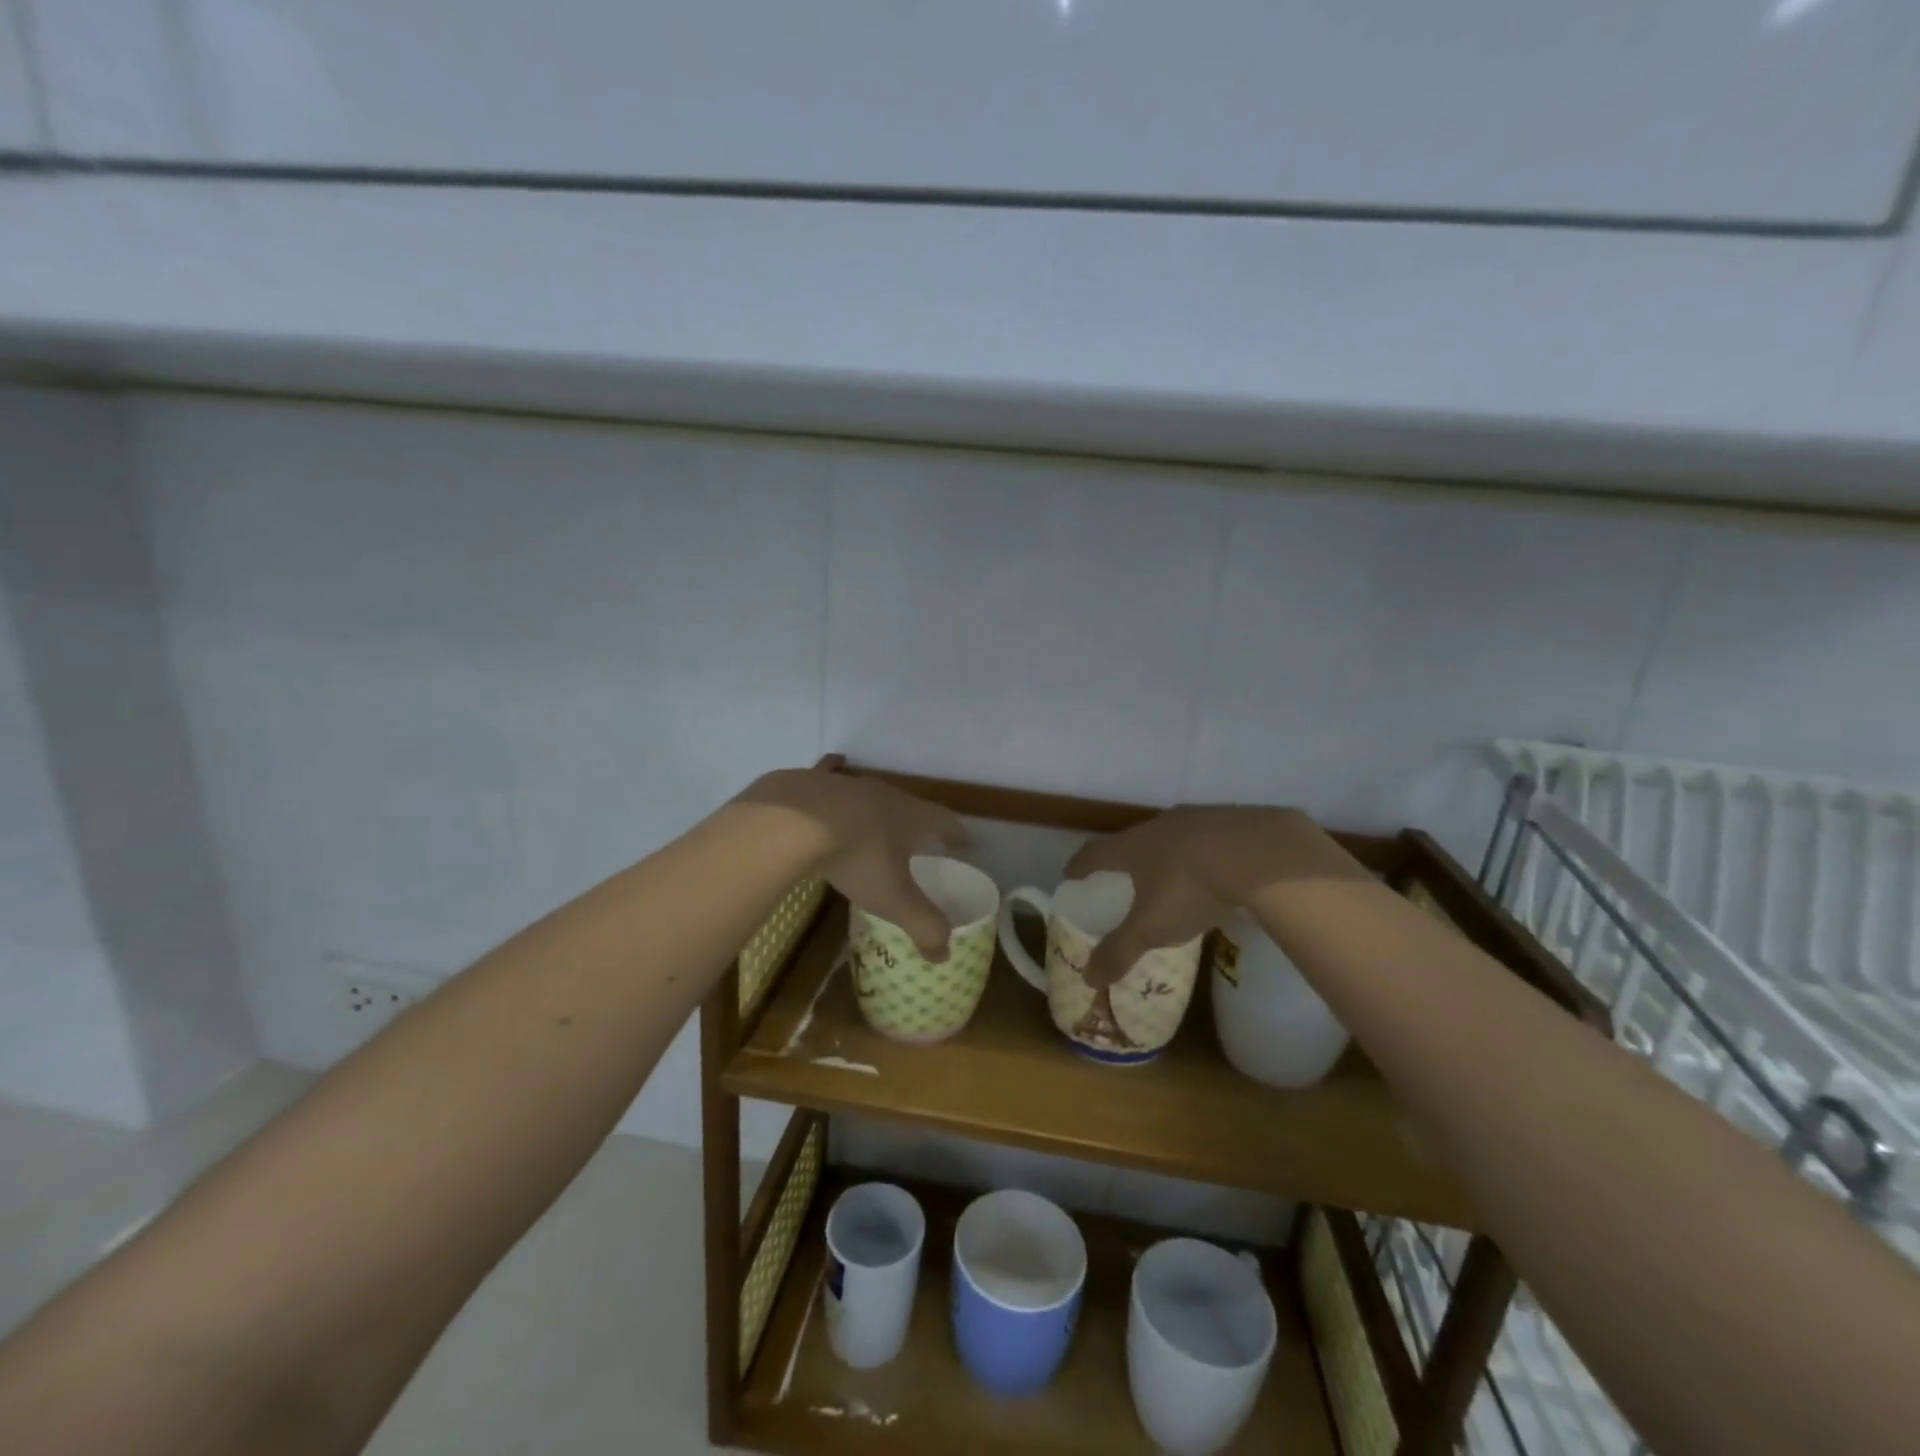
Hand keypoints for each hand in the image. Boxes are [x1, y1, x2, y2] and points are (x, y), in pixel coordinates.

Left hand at [739, 768, 968, 958]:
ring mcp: (850, 784)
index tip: (963, 842)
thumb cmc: (857, 858)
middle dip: (919, 822)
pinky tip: (833, 769)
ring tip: (880, 821)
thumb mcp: (895, 899)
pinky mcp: (816, 782)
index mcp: (912, 818)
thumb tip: (944, 956)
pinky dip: (836, 774)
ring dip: (880, 807)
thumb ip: (923, 925)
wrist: (796, 821)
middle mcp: (887, 794)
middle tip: (921, 838)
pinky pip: (832, 775)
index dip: (956, 833)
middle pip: (911, 806)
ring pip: (872, 793)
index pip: (945, 821)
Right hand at [1063, 806, 1368, 986]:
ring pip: (1172, 837)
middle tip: (1123, 878)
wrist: (1260, 855)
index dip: (1080, 865)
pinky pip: (1207, 839)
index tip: (1071, 874)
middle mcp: (1159, 826)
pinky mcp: (1232, 821)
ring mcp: (1197, 819)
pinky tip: (1216, 873)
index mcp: (1132, 846)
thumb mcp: (1151, 928)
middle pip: (1132, 841)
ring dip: (1166, 855)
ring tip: (1171, 877)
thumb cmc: (1190, 888)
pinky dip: (1202, 855)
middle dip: (1125, 860)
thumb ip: (1119, 951)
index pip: (1095, 852)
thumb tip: (1087, 978)